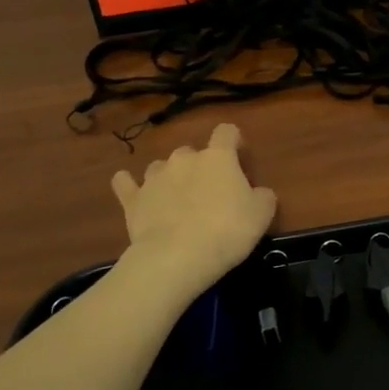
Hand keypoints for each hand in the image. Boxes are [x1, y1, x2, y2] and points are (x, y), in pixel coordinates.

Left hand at [111, 124, 276, 297]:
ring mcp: (154, 177)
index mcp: (218, 157)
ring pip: (161, 166)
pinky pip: (126, 184)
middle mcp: (184, 158)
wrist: (177, 257)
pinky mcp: (133, 199)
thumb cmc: (227, 231)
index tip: (239, 157)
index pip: (226, 132)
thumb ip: (262, 196)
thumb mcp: (261, 215)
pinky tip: (131, 189)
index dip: (234, 141)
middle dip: (199, 166)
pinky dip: (129, 185)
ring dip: (169, 177)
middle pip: (192, 151)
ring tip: (175, 199)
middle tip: (208, 191)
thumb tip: (259, 192)